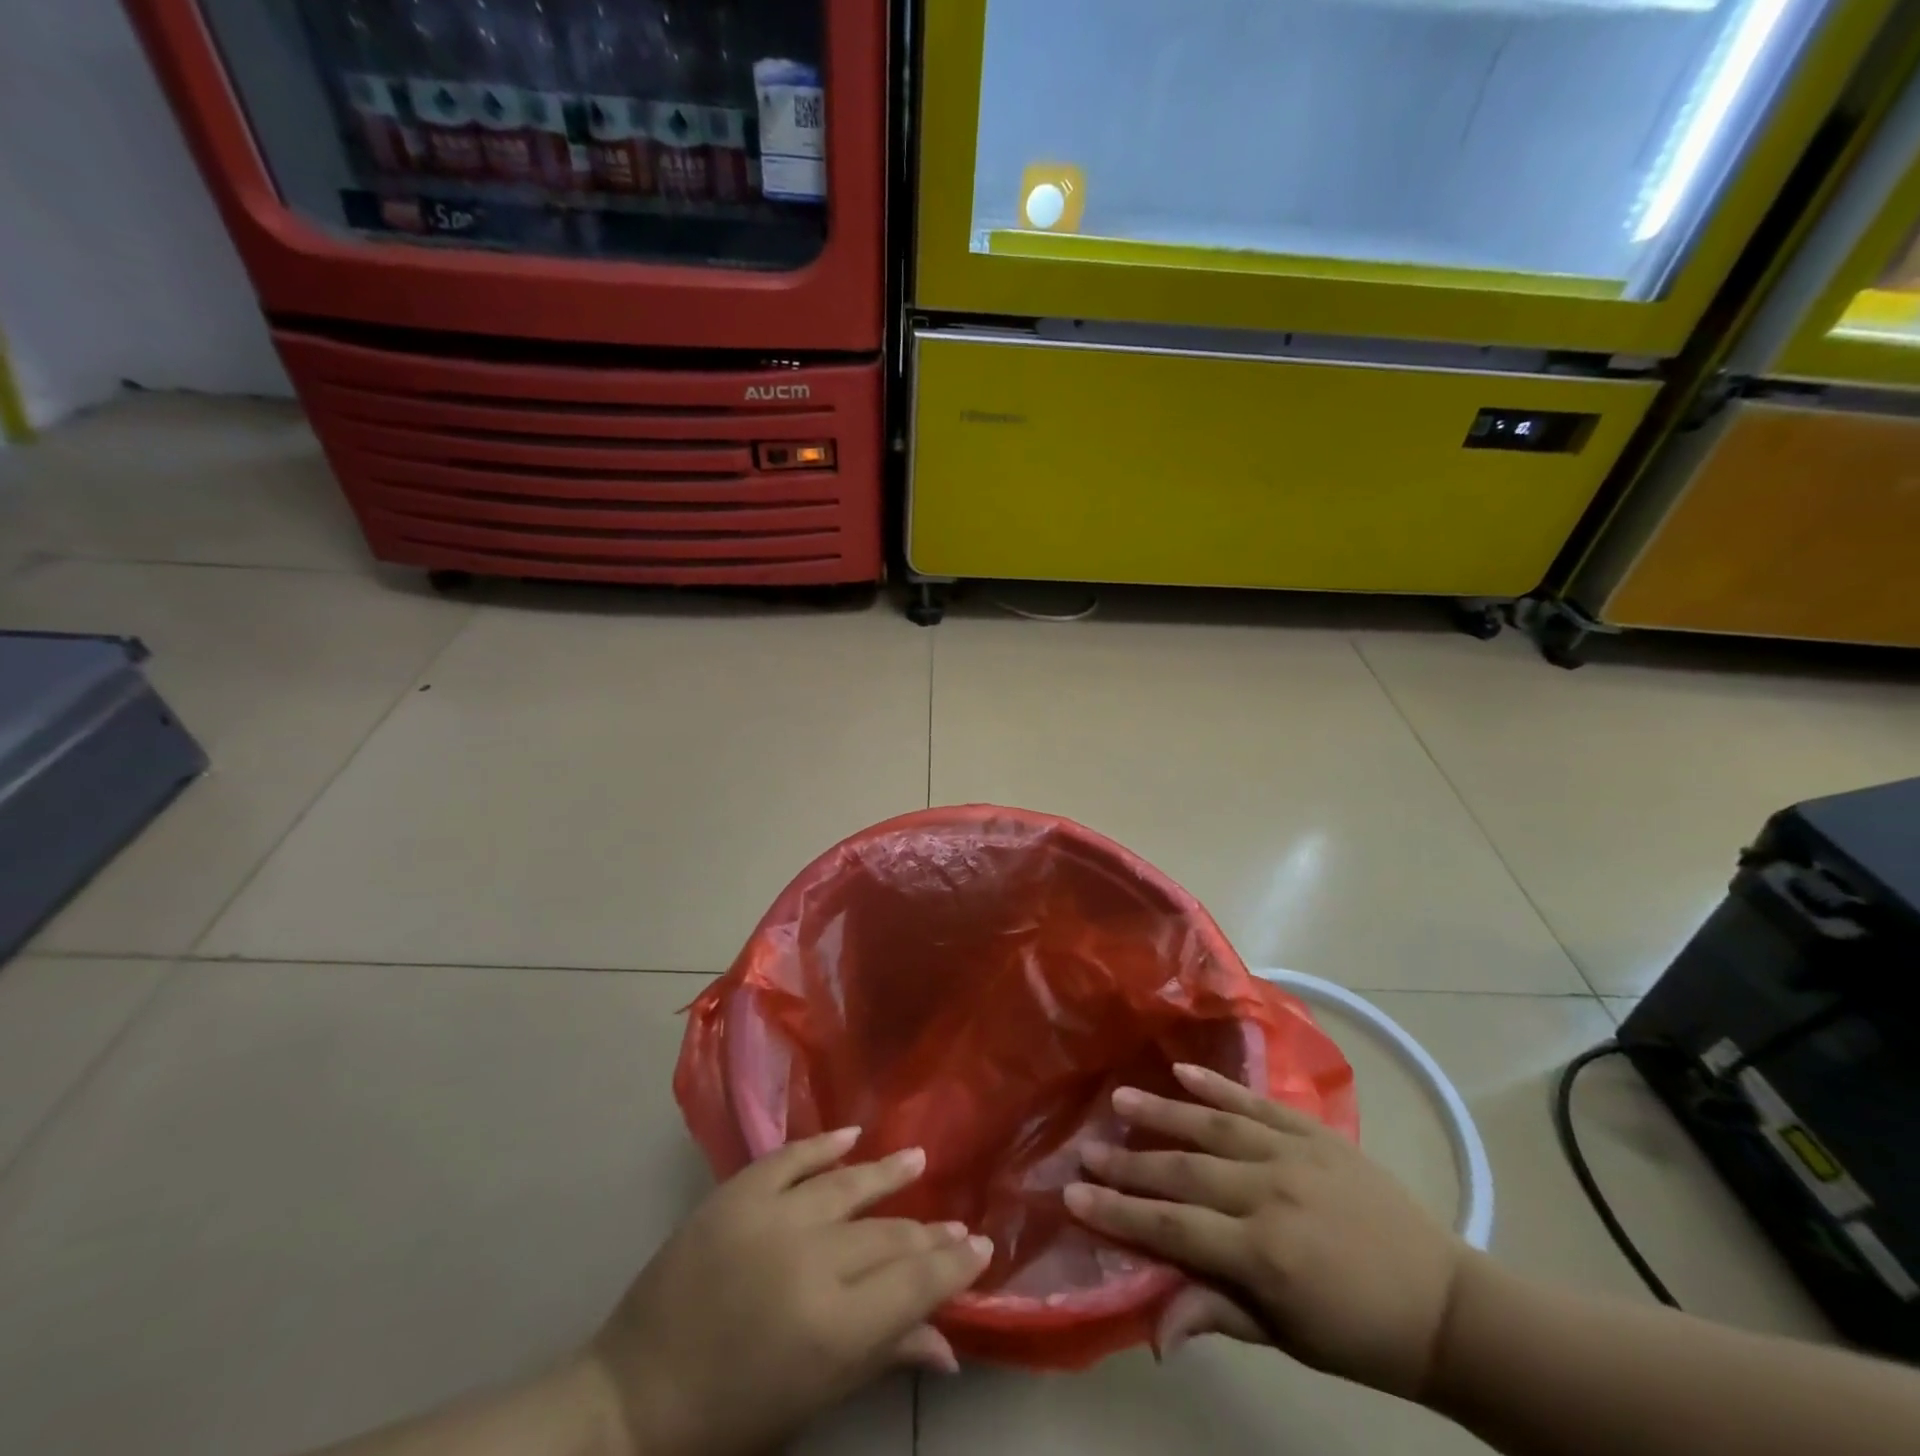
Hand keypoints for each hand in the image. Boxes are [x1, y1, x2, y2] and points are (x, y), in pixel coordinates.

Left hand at [595, 1128, 992, 1455]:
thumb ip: (882, 1357)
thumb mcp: (812, 1399)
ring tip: (918, 1159)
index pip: (915, 1283)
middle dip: (928, 1233)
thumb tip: (949, 1346)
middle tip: (956, 1224)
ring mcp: (772, 1217)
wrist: (632, 1397)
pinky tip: (851, 1134)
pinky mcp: (737, 1193)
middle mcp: (812, 1260)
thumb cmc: (729, 1417)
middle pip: (888, 1236)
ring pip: (848, 1185)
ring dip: (887, 1173)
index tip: (980, 1248)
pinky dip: (822, 1143)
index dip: (953, 1266)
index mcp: (833, 1327)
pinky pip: (792, 1157)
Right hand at [1064, 1062, 1470, 1400]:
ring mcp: (1294, 1154)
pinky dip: (1218, 1084)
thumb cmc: (1358, 1334)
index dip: (1120, 1213)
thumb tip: (1151, 1326)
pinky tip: (1183, 1071)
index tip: (1073, 1195)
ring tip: (1120, 1098)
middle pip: (1185, 1173)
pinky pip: (1257, 1102)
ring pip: (1213, 1126)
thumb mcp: (1286, 1338)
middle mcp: (1272, 1193)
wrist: (1446, 1303)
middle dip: (1129, 1162)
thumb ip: (1215, 1311)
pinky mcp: (1315, 1133)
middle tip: (1085, 1148)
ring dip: (1162, 1111)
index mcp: (1265, 1255)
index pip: (1173, 1227)